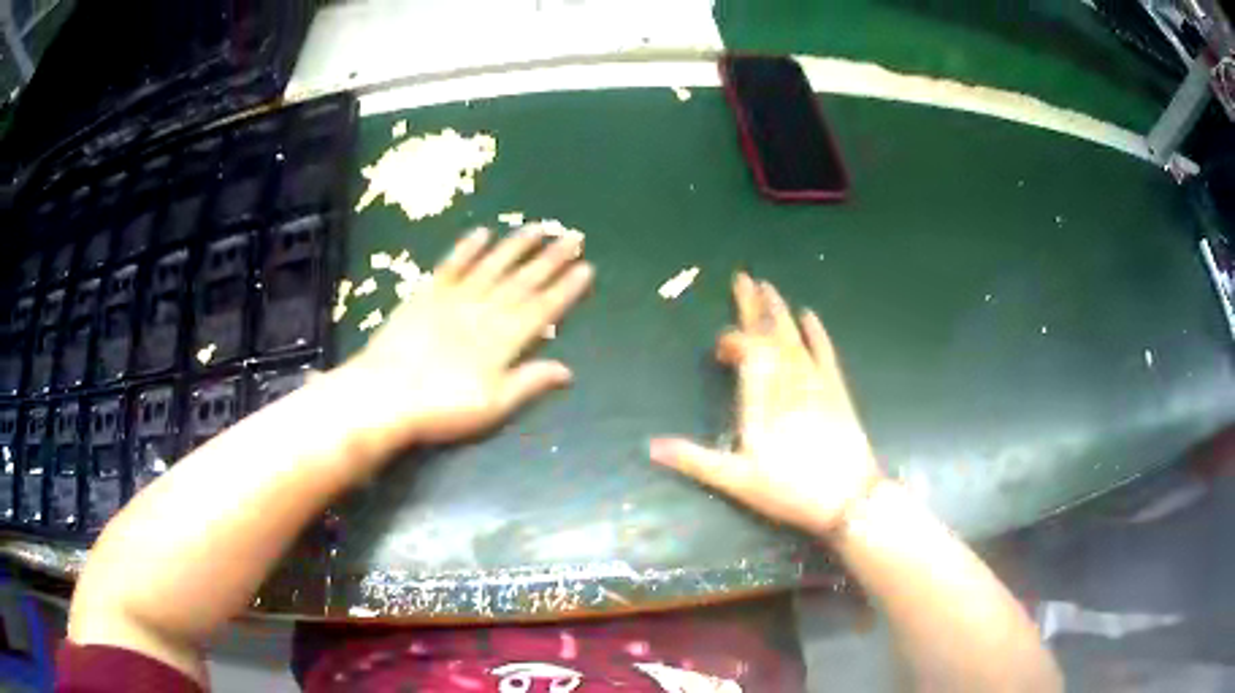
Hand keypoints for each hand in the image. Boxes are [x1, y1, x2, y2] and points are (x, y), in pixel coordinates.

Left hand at [337, 225, 592, 450]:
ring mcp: (454, 298)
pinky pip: (451, 265)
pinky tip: (482, 233)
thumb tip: (567, 370)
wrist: (386, 394)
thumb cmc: (441, 408)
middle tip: (573, 237)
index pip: (543, 308)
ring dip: (516, 246)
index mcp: (503, 340)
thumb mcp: (492, 406)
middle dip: (551, 259)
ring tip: (538, 227)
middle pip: (523, 281)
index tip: (586, 268)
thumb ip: (528, 382)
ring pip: (492, 265)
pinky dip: (467, 248)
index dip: (566, 288)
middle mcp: (484, 311)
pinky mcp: (426, 294)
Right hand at [650, 273, 882, 536]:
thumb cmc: (790, 491)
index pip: (748, 352)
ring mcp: (815, 383)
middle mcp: (789, 382)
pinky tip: (810, 315)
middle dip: (754, 307)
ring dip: (779, 312)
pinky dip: (817, 333)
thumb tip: (651, 446)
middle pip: (770, 336)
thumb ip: (695, 459)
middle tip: (744, 279)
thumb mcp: (737, 481)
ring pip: (794, 338)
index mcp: (762, 399)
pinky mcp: (836, 390)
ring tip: (768, 287)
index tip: (720, 351)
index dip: (733, 342)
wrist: (849, 499)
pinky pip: (825, 353)